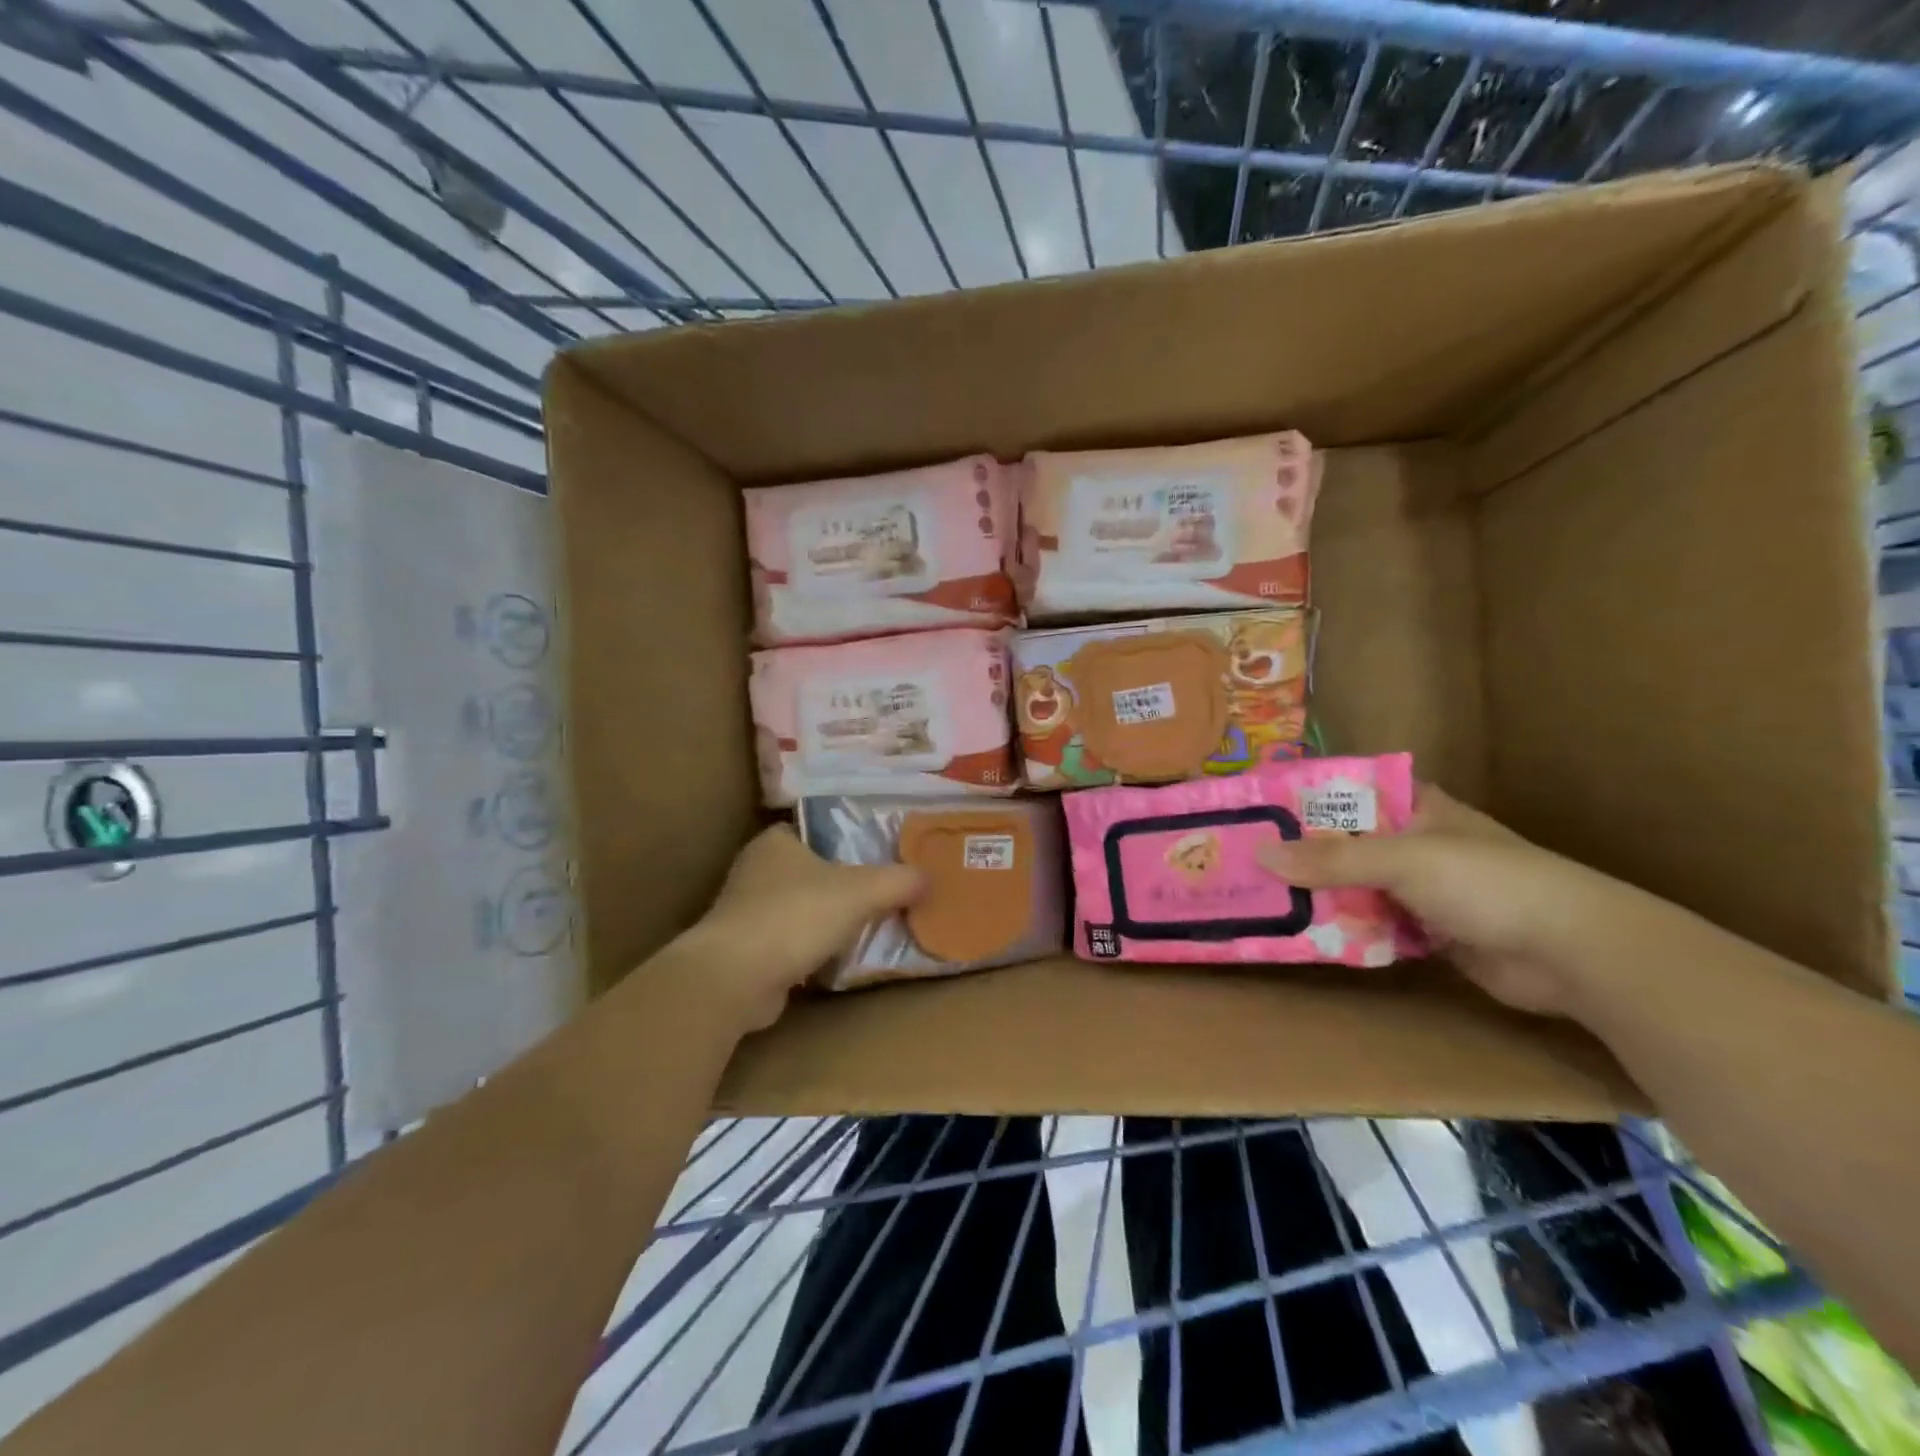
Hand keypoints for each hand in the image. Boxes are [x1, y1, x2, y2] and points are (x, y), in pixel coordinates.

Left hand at [675, 826, 922, 1031]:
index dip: (843, 839)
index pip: (813, 830)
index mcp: (775, 842)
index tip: (874, 853)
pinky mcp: (743, 950)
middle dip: (837, 881)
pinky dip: (807, 948)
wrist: (736, 978)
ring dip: (821, 917)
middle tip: (879, 890)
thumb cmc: (796, 916)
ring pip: (796, 907)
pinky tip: (834, 958)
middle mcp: (754, 870)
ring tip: (863, 924)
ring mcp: (744, 912)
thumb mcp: (861, 891)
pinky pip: (786, 941)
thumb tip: (928, 877)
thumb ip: (898, 881)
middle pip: (807, 869)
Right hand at [1257, 785, 1646, 1017]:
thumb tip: (1260, 855)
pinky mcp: (1429, 931)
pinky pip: (1373, 923)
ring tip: (1260, 896)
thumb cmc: (1488, 882)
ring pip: (1356, 885)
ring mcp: (1423, 889)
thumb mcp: (1403, 859)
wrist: (1573, 953)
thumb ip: (1332, 859)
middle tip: (1243, 858)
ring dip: (1318, 894)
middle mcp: (1416, 842)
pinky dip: (1344, 928)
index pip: (1351, 790)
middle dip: (1301, 852)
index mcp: (1417, 807)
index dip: (1306, 796)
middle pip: (1346, 841)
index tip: (1257, 807)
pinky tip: (1303, 932)